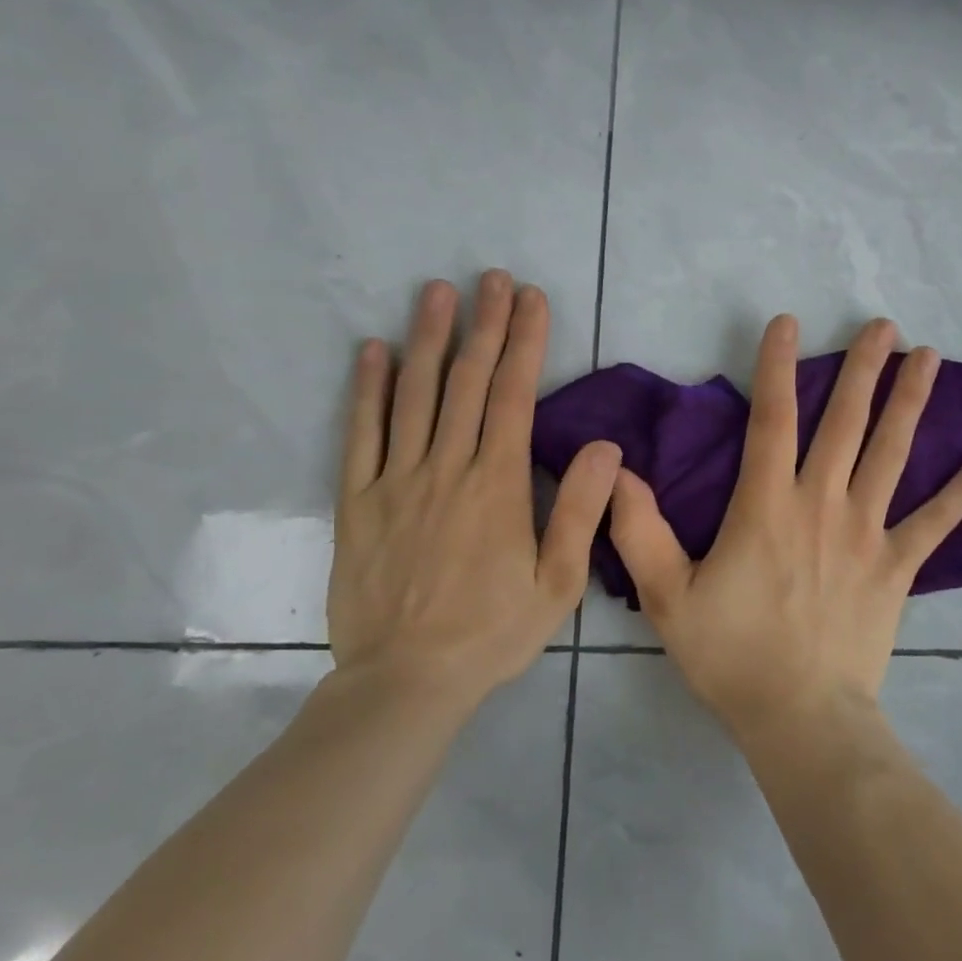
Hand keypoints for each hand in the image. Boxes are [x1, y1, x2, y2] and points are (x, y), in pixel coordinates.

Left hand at [327, 270, 620, 709]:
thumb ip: (580, 511)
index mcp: (497, 485)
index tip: (531, 299)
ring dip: (428, 339)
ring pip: (414, 396)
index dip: (524, 342)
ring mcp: (396, 481)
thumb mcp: (557, 583)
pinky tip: (372, 351)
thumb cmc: (491, 632)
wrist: (405, 682)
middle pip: (466, 382)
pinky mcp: (357, 502)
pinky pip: (360, 435)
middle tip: (492, 277)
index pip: (513, 395)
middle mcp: (446, 469)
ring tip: (437, 292)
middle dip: (484, 324)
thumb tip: (603, 447)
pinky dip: (367, 390)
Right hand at [608, 315, 961, 741]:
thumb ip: (641, 531)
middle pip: (845, 422)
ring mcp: (866, 532)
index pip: (772, 418)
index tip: (788, 322)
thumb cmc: (733, 656)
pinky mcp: (897, 566)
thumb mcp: (668, 597)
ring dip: (910, 403)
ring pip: (891, 454)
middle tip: (884, 324)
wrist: (802, 719)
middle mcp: (822, 503)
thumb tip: (619, 473)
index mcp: (767, 505)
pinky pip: (936, 523)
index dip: (777, 366)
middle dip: (863, 368)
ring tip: (929, 357)